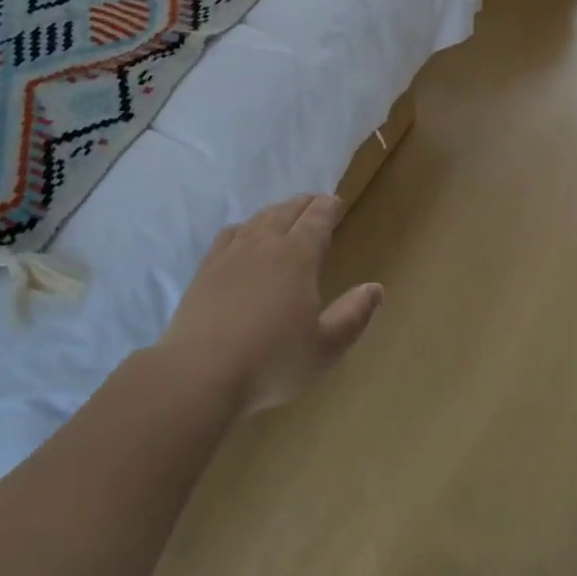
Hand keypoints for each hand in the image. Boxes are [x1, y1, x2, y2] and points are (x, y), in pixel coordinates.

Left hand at [158, 194, 383, 414]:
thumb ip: (354, 315)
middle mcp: (264, 245)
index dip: (329, 207)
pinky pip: (228, 235)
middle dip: (304, 204)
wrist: (201, 373)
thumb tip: (375, 288)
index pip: (317, 219)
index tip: (336, 202)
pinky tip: (242, 235)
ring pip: (257, 220)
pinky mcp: (205, 270)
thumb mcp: (326, 348)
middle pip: (286, 212)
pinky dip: (243, 227)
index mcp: (298, 257)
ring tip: (284, 214)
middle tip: (315, 202)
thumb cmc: (272, 362)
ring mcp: (230, 255)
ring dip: (275, 212)